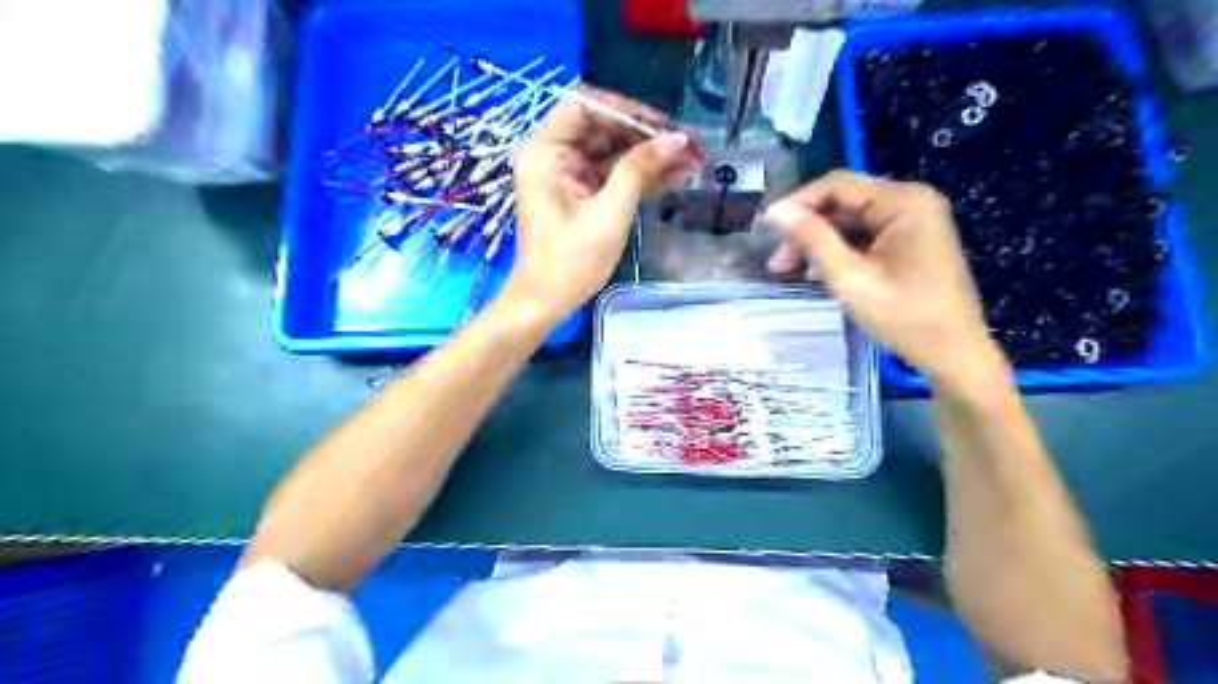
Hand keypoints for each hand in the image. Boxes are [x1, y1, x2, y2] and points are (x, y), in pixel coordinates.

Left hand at [499, 89, 700, 323]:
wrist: (546, 303)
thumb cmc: (570, 262)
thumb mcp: (609, 214)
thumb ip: (640, 170)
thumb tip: (677, 139)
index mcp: (545, 151)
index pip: (585, 105)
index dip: (626, 110)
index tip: (663, 126)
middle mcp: (553, 154)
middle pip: (603, 128)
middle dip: (647, 136)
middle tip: (689, 146)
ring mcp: (567, 174)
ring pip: (613, 152)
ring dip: (650, 157)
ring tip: (692, 163)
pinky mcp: (580, 193)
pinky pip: (612, 174)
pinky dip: (640, 177)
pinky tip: (674, 177)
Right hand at [759, 167, 1009, 391]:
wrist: (955, 354)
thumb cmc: (906, 319)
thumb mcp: (851, 280)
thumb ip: (813, 241)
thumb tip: (776, 212)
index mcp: (904, 202)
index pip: (837, 185)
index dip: (797, 203)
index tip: (765, 230)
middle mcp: (911, 201)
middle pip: (843, 201)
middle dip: (806, 228)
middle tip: (777, 263)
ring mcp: (913, 220)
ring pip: (850, 219)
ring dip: (818, 241)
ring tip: (790, 271)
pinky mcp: (911, 239)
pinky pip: (864, 234)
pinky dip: (839, 250)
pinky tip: (819, 273)